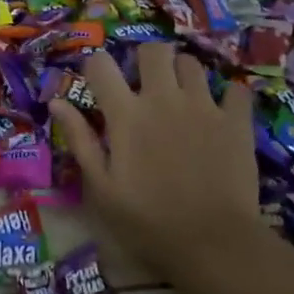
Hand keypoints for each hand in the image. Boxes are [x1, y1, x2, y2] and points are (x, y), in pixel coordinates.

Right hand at [49, 43, 266, 278]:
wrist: (211, 242)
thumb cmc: (146, 221)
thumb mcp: (101, 188)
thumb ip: (80, 140)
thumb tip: (57, 102)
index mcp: (126, 115)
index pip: (101, 65)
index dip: (96, 68)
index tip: (98, 84)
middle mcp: (164, 99)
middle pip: (153, 51)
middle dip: (144, 60)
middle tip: (144, 85)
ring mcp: (204, 106)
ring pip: (192, 64)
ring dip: (181, 75)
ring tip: (180, 98)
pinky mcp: (236, 121)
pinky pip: (234, 90)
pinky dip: (226, 97)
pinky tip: (220, 114)